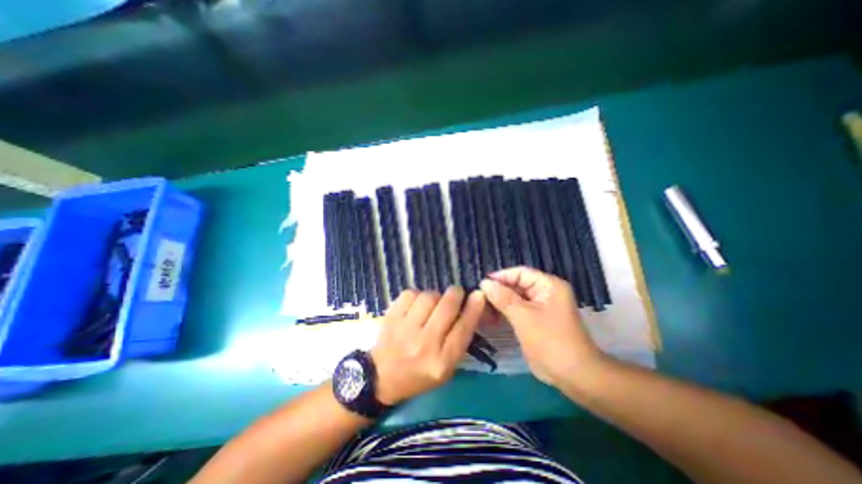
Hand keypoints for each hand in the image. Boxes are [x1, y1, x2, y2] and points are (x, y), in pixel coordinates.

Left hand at [369, 285, 482, 406]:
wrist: (381, 377)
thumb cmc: (419, 374)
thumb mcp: (446, 367)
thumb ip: (459, 339)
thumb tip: (471, 306)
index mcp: (442, 361)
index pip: (463, 328)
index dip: (473, 308)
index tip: (478, 295)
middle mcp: (424, 344)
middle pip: (447, 307)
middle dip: (456, 294)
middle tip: (456, 293)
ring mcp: (405, 329)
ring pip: (429, 296)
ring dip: (436, 295)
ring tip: (433, 303)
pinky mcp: (391, 317)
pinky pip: (410, 293)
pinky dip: (417, 295)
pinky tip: (417, 304)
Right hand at [478, 267, 603, 387]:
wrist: (573, 376)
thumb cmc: (550, 341)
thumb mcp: (524, 317)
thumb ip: (503, 298)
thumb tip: (484, 283)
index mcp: (548, 285)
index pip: (520, 272)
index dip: (500, 277)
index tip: (481, 284)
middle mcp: (545, 292)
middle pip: (516, 285)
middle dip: (498, 291)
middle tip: (479, 299)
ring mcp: (540, 306)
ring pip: (514, 298)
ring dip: (499, 303)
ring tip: (482, 310)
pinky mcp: (535, 319)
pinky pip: (516, 310)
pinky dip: (504, 312)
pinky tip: (491, 318)